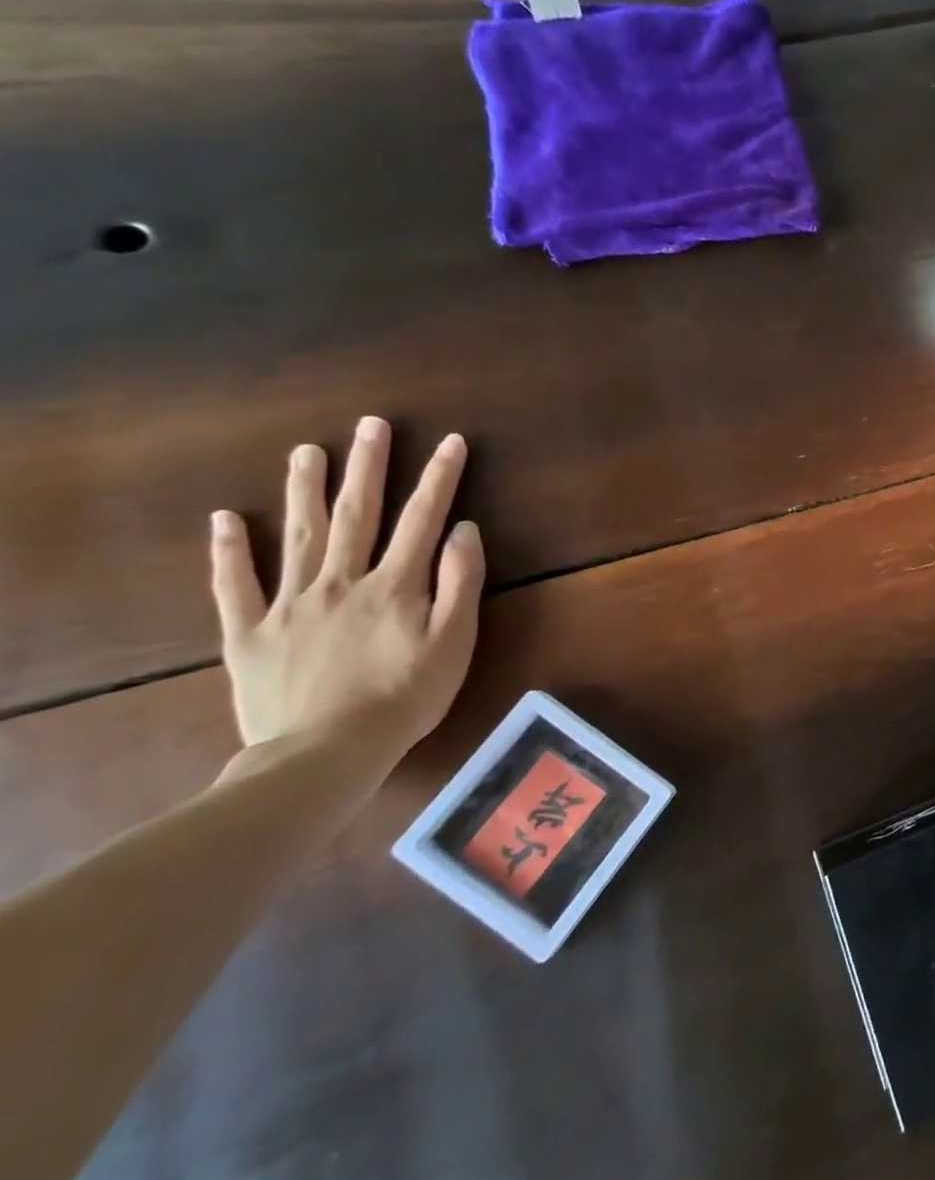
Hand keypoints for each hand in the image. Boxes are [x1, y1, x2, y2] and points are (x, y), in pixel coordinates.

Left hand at [210, 417, 485, 770]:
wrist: (325, 753)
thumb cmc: (405, 697)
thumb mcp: (454, 642)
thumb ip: (460, 582)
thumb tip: (464, 530)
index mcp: (394, 585)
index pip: (422, 519)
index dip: (439, 478)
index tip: (449, 441)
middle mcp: (341, 582)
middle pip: (356, 514)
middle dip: (367, 467)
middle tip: (369, 425)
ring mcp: (290, 604)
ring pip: (298, 537)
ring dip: (304, 491)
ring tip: (306, 451)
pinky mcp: (249, 633)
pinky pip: (234, 586)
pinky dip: (228, 551)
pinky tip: (224, 518)